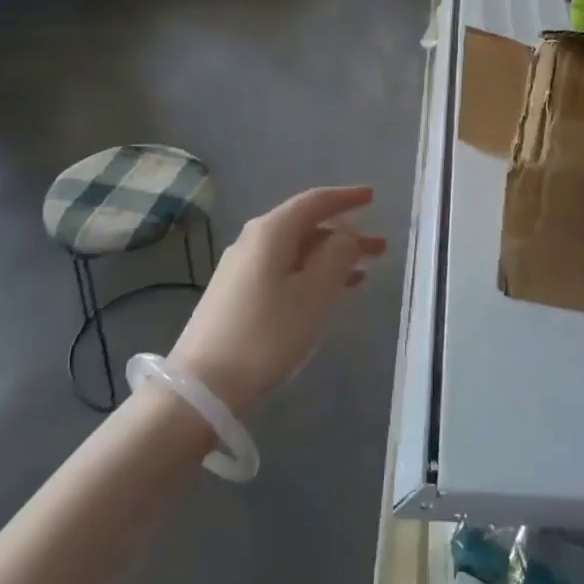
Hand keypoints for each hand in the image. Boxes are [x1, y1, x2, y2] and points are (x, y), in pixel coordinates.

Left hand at [168, 186, 386, 417]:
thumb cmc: (268, 334)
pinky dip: (311, 273)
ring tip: (364, 271)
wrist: (203, 386)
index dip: (346, 198)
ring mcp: (241, 269)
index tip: (372, 196)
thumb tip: (347, 232)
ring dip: (330, 257)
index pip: (314, 202)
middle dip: (344, 233)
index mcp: (271, 232)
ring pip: (296, 251)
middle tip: (380, 246)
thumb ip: (338, 255)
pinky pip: (284, 270)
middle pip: (306, 226)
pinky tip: (329, 292)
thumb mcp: (315, 294)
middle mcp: (253, 241)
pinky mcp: (236, 295)